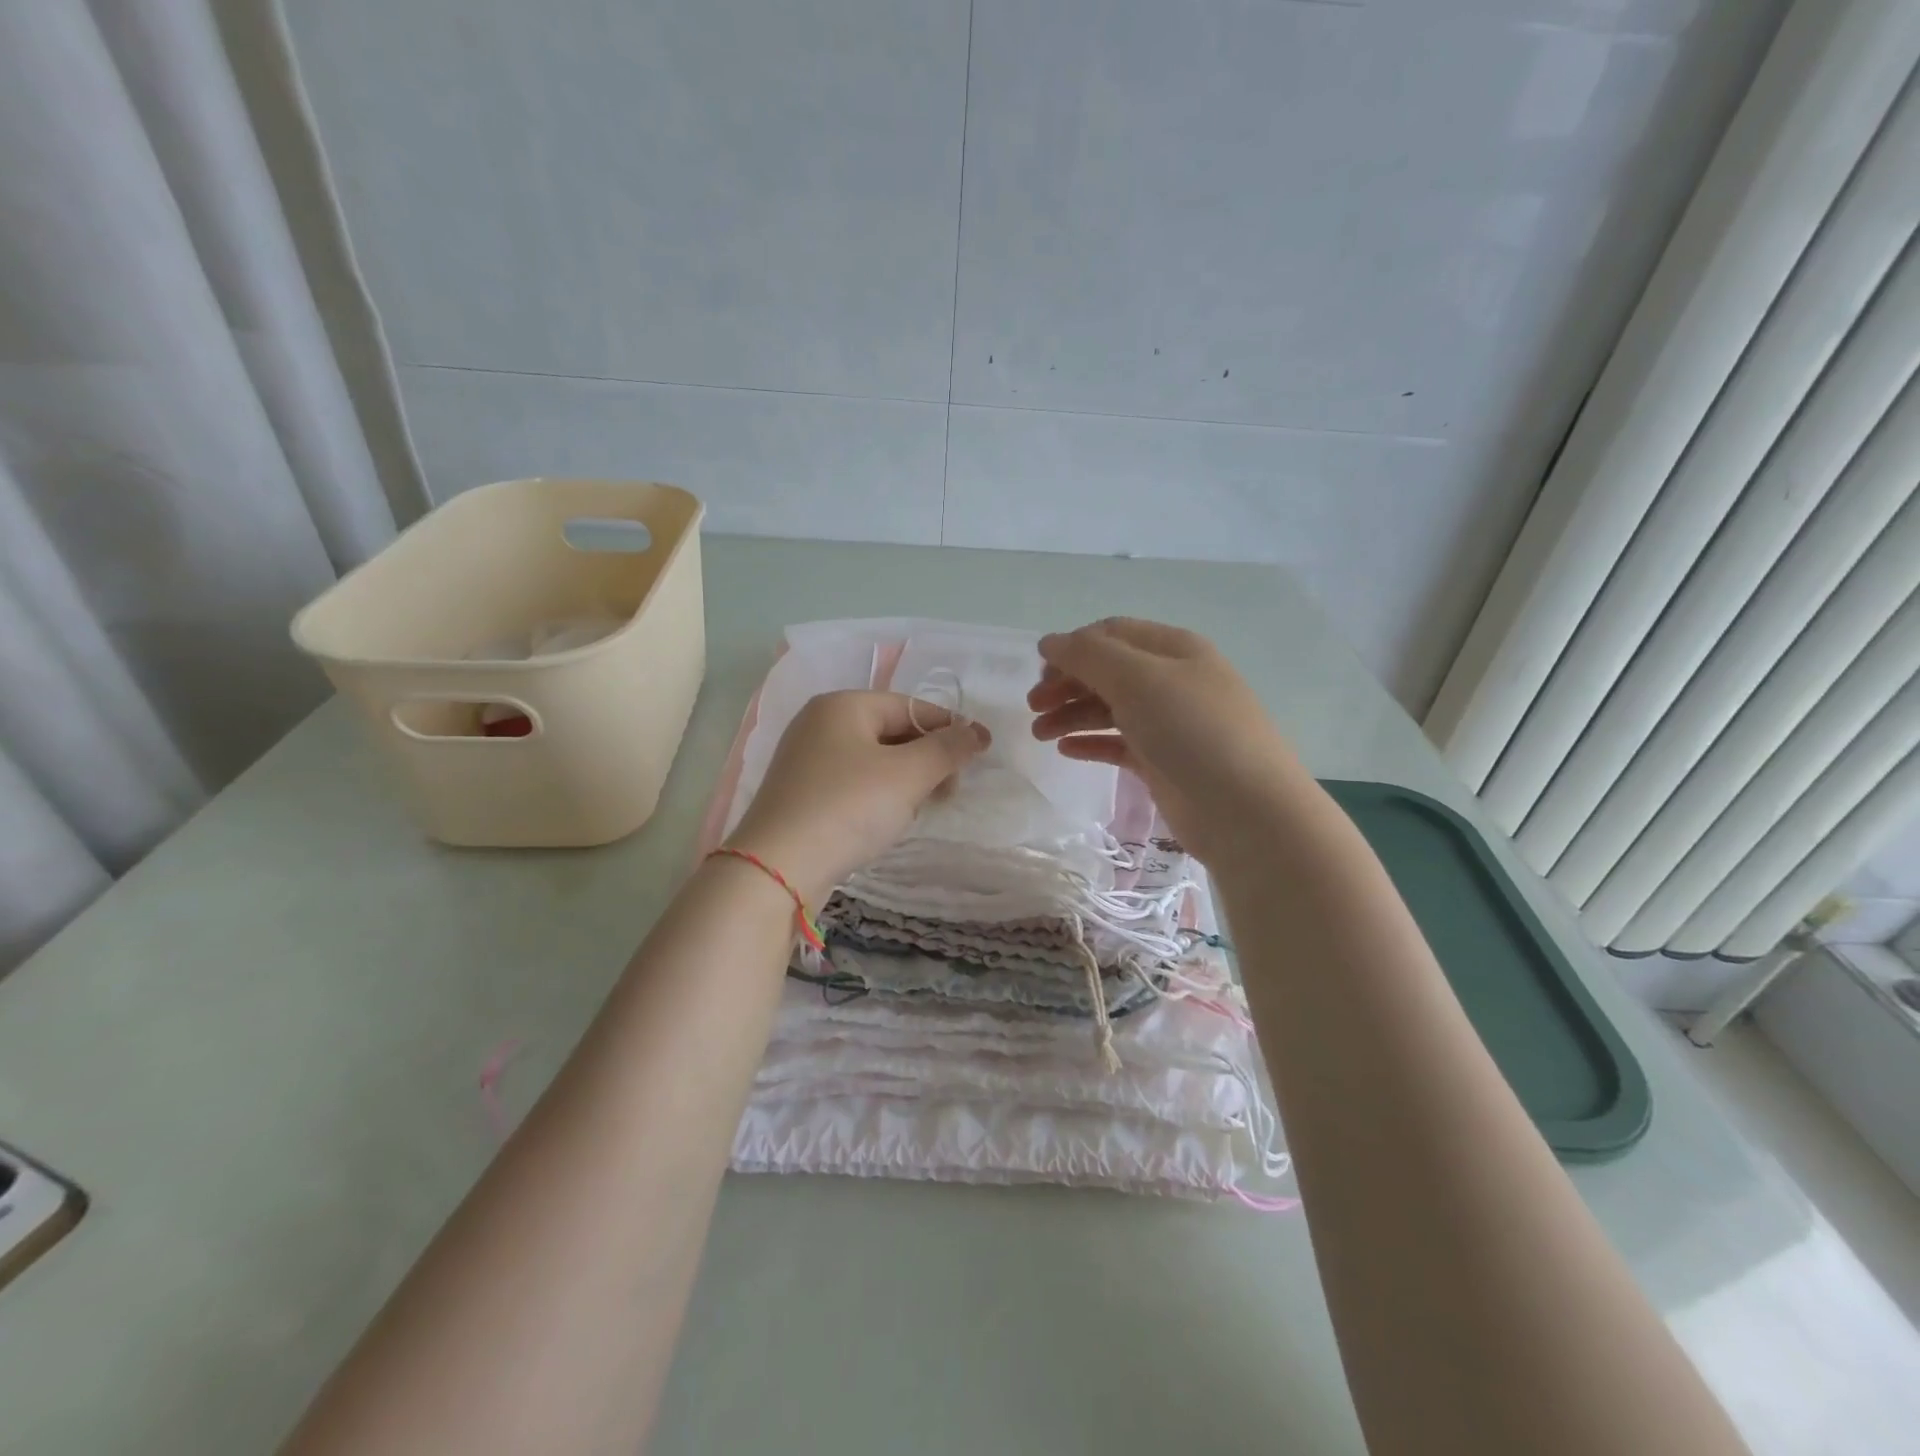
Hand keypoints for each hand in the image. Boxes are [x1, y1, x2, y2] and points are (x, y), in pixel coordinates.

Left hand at [726, 690, 990, 903]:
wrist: (778, 868)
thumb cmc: (848, 808)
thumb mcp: (908, 775)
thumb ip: (947, 749)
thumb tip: (977, 732)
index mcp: (843, 705)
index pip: (911, 706)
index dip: (949, 729)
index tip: (979, 756)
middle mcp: (820, 723)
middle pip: (891, 731)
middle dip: (927, 759)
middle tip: (949, 791)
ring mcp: (806, 759)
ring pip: (874, 760)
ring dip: (905, 780)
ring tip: (920, 809)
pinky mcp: (801, 794)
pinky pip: (853, 783)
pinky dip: (878, 796)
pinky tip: (887, 820)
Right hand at [1028, 618, 1306, 864]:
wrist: (1247, 811)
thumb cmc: (1192, 731)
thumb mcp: (1138, 679)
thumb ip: (1088, 656)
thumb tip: (1049, 641)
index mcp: (1174, 649)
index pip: (1112, 634)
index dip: (1073, 647)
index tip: (1038, 672)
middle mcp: (1173, 681)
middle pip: (1108, 672)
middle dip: (1067, 683)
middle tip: (1033, 707)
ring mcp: (1170, 724)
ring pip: (1110, 709)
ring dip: (1071, 714)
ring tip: (1039, 734)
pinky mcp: (1164, 763)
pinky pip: (1119, 744)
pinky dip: (1091, 743)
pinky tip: (1066, 751)